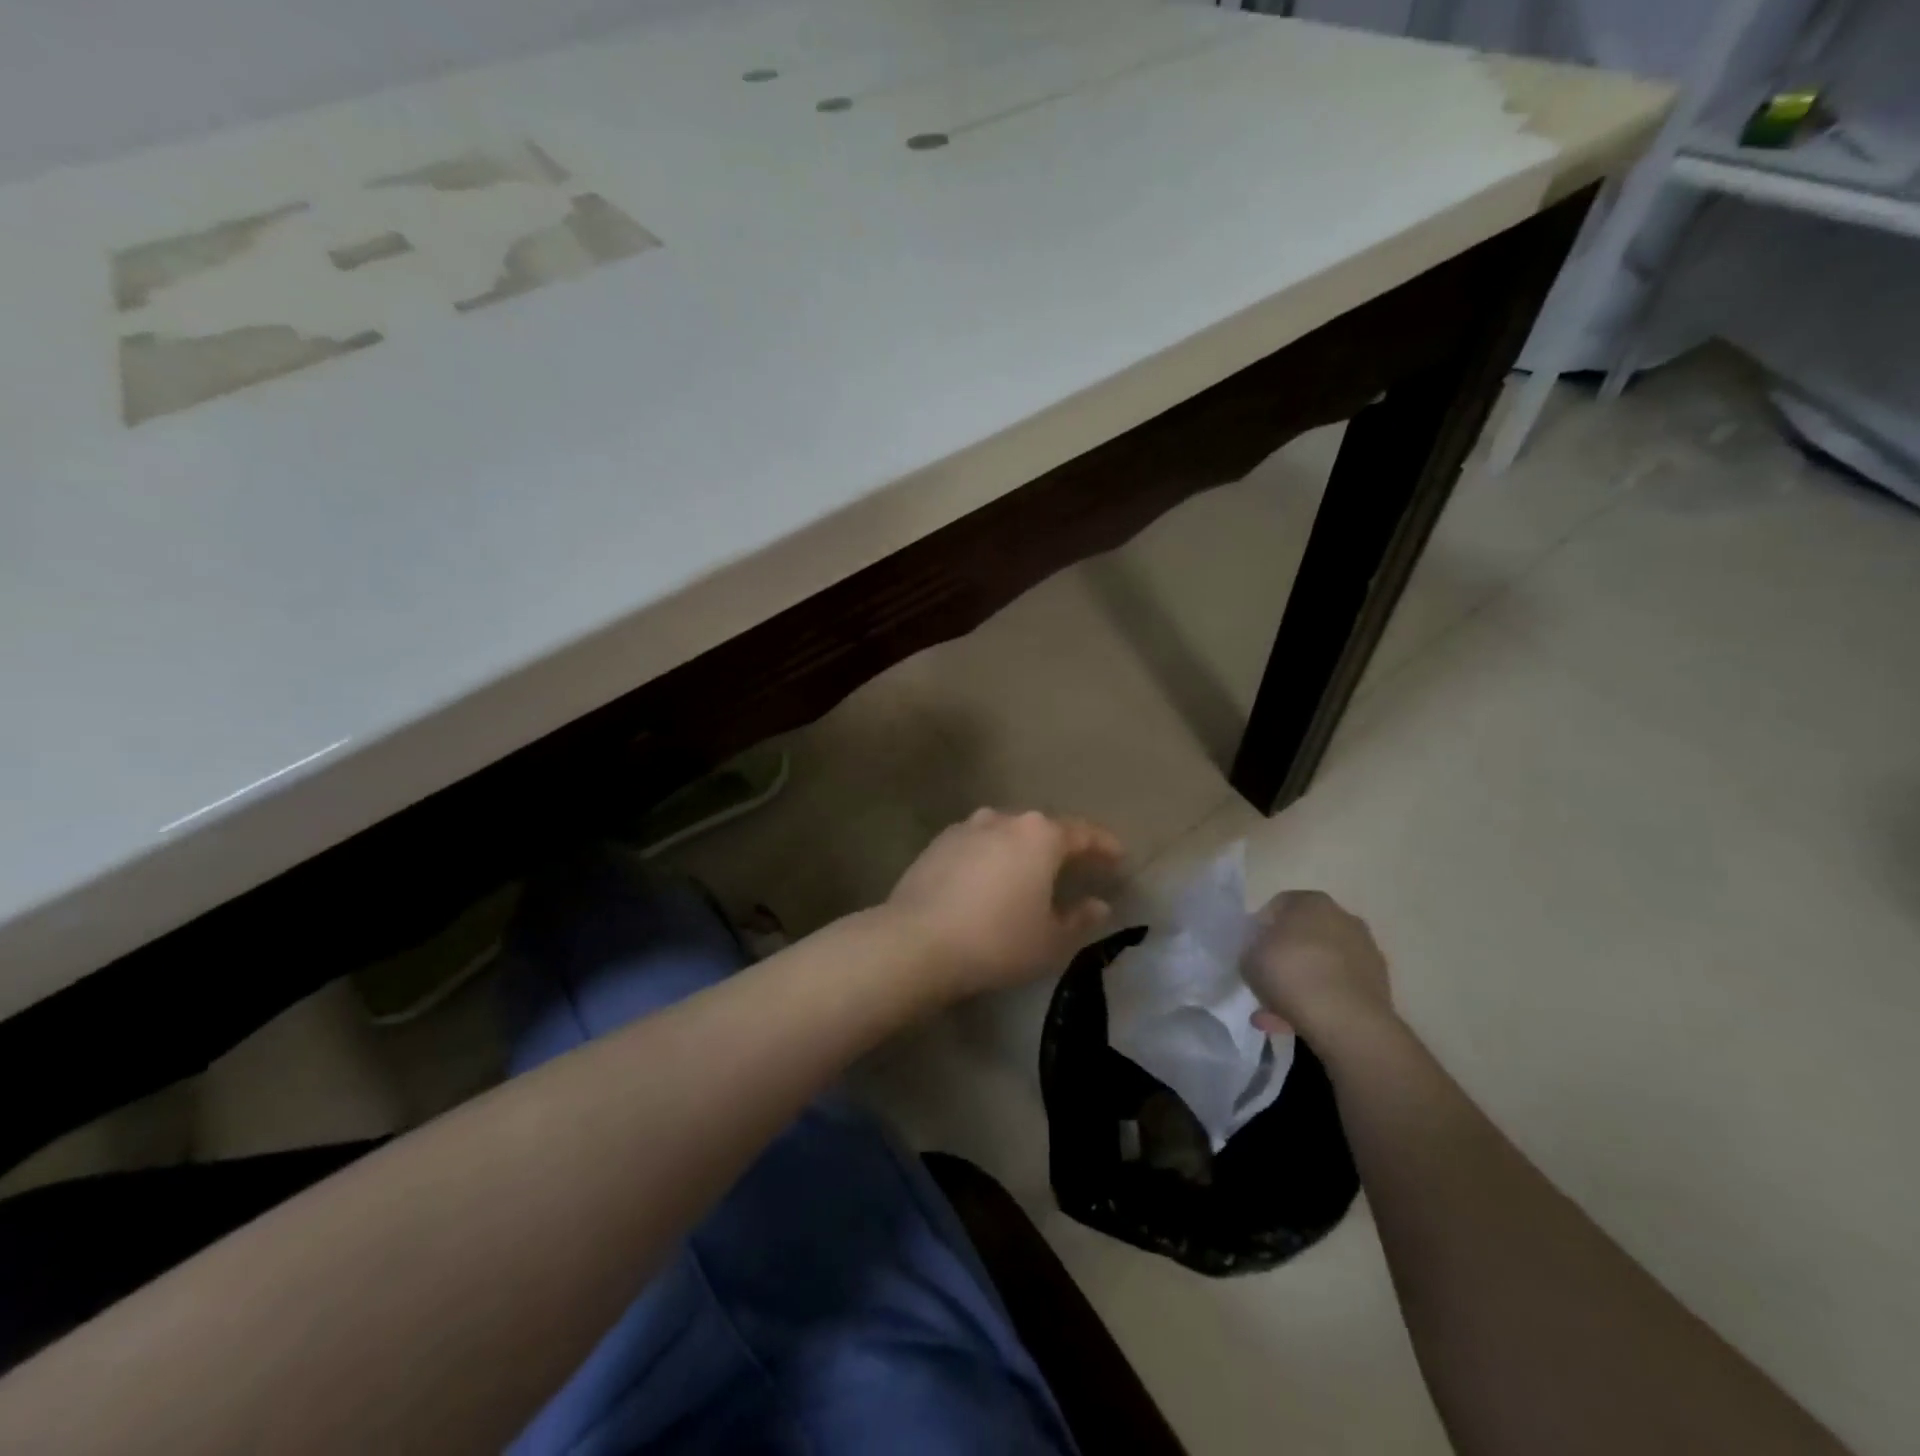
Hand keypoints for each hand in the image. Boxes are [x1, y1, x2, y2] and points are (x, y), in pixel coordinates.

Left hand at [886, 809, 1123, 999]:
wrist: (917, 941)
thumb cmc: (996, 940)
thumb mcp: (1049, 939)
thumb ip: (1079, 918)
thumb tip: (1098, 904)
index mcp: (1039, 835)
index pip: (1083, 833)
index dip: (1104, 845)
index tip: (1119, 857)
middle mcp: (1004, 820)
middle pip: (1042, 828)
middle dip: (1062, 845)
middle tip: (1077, 865)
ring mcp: (967, 827)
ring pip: (1006, 833)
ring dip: (1022, 850)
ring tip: (1030, 873)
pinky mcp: (938, 843)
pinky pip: (978, 844)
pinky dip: (991, 857)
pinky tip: (990, 880)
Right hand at [1242, 890, 1392, 1039]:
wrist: (1345, 1020)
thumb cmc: (1290, 973)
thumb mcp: (1248, 957)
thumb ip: (1252, 949)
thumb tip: (1262, 954)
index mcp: (1311, 901)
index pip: (1277, 907)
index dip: (1260, 930)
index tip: (1252, 952)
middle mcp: (1342, 917)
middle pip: (1303, 935)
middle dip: (1284, 957)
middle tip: (1266, 981)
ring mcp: (1365, 950)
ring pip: (1321, 964)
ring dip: (1302, 982)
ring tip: (1278, 1012)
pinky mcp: (1378, 983)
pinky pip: (1338, 986)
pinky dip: (1321, 999)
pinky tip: (1300, 1021)